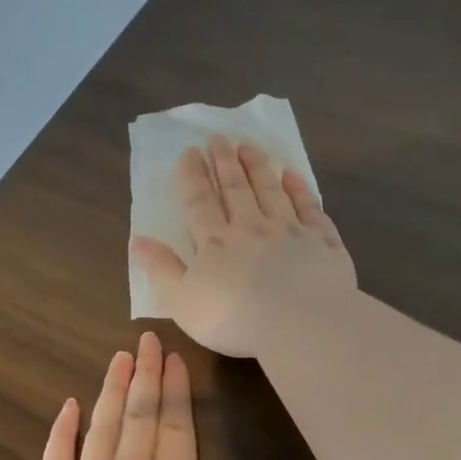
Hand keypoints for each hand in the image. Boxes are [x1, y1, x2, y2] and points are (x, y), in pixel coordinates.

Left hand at [18, 332, 341, 459]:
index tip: (174, 358)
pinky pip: (55, 458)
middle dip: (146, 377)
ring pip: (101, 427)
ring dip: (111, 391)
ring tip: (118, 358)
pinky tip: (67, 405)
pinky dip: (62, 430)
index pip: (177, 431)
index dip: (177, 393)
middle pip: (140, 418)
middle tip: (146, 340)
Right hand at [130, 135, 356, 357]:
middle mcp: (252, 228)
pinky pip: (309, 209)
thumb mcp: (183, 301)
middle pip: (236, 188)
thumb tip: (138, 240)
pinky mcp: (322, 242)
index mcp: (216, 243)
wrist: (300, 322)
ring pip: (271, 191)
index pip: (200, 202)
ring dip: (258, 167)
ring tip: (249, 146)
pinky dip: (300, 190)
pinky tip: (293, 177)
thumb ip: (162, 270)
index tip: (190, 151)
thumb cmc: (234, 319)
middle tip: (219, 137)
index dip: (193, 176)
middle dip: (225, 162)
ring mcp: (290, 231)